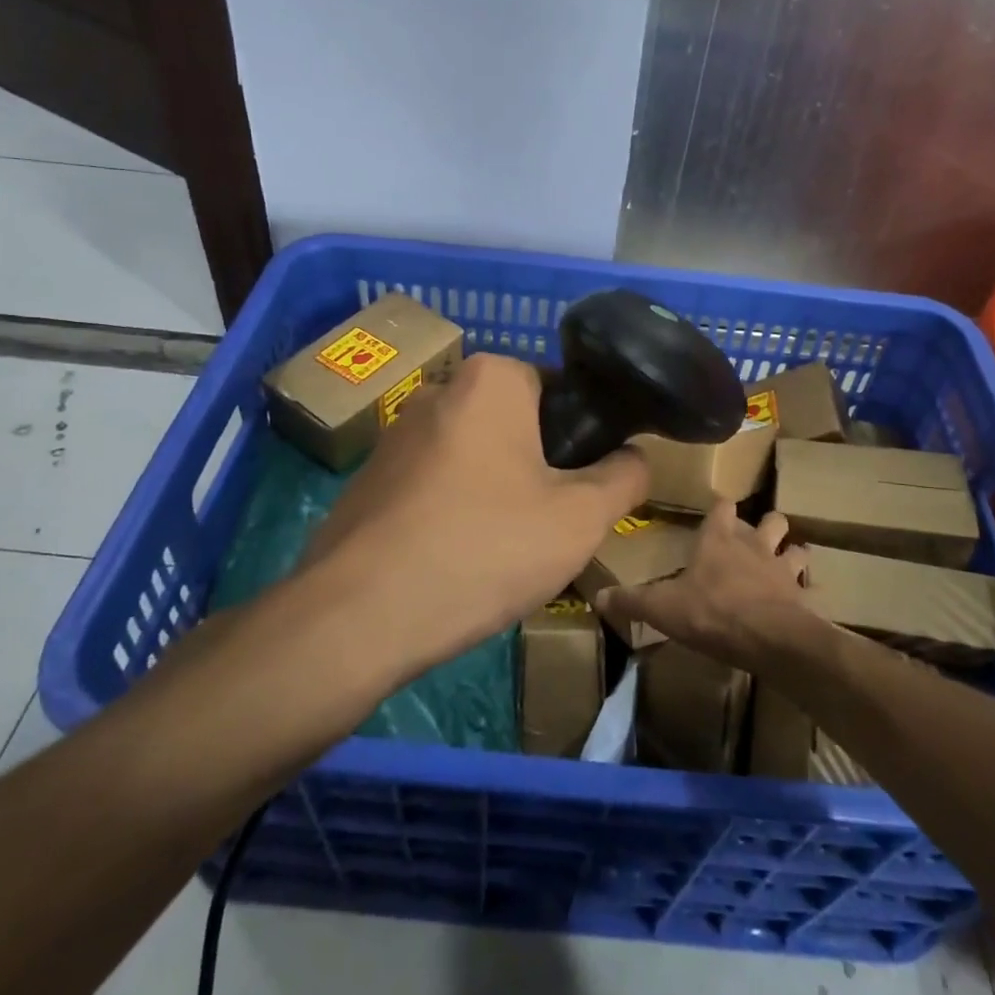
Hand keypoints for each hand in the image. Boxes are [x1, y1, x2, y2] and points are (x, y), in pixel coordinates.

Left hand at [301, 353, 647, 672]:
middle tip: (550, 523)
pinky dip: (453, 509)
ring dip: (495, 490)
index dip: (581, 437)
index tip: (584, 487)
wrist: (359, 614)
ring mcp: (396, 434)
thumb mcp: (580, 519)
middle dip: (537, 466)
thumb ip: (624, 477)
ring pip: (474, 455)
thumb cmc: (484, 548)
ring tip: (502, 550)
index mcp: (491, 379)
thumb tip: (635, 456)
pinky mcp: (369, 476)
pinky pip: (434, 483)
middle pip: (515, 423)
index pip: (558, 389)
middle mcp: (439, 390)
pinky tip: (454, 559)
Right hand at [596, 500, 816, 670]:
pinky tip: (802, 598)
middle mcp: (753, 544)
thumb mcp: (663, 608)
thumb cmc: (713, 612)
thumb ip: (632, 601)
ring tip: (784, 561)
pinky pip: (808, 584)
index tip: (717, 508)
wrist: (770, 638)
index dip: (720, 506)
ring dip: (790, 551)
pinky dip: (806, 587)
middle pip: (769, 519)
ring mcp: (781, 567)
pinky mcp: (801, 594)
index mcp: (719, 539)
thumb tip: (598, 597)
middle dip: (765, 524)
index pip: (722, 506)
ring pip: (794, 546)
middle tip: (756, 536)